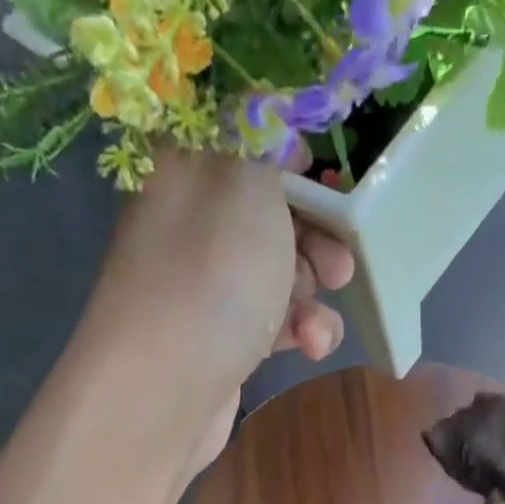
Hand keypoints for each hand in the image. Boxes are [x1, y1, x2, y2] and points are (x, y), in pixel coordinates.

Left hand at [86, 150, 353, 480]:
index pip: (248, 139)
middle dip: (319, 238)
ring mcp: (206, 284)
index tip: (332, 186)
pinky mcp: (222, 338)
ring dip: (312, 294)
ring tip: (316, 321)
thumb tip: (272, 112)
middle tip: (338, 264)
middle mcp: (193, 220)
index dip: (298, 160)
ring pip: (280, 271)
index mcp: (189, 166)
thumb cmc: (212, 274)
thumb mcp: (247, 179)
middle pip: (274, 212)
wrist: (165, 390)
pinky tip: (309, 347)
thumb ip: (266, 134)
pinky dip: (298, 331)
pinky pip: (273, 321)